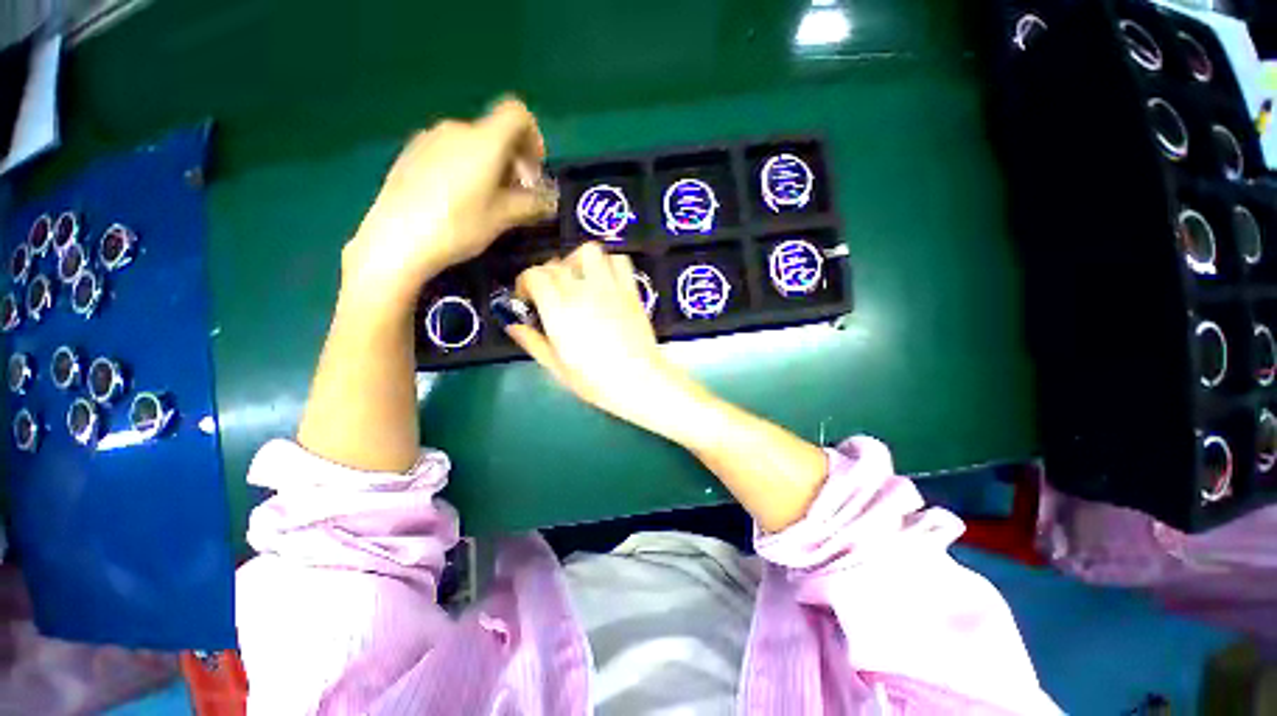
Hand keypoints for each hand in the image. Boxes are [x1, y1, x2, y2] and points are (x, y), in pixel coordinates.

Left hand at [342, 97, 555, 309]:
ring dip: (490, 165)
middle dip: (513, 160)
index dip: (533, 137)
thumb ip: (531, 204)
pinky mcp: (412, 152)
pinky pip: (449, 151)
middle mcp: (457, 129)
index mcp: (484, 140)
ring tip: (487, 200)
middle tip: (516, 195)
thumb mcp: (502, 218)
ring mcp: (429, 138)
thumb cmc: (458, 226)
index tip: (534, 171)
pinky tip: (458, 199)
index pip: (517, 114)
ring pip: (472, 143)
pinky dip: (465, 167)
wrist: (397, 239)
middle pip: (495, 132)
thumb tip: (550, 200)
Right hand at [508, 243, 701, 433]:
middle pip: (556, 263)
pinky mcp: (630, 290)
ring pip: (589, 251)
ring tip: (578, 279)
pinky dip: (608, 263)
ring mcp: (609, 287)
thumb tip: (513, 326)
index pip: (534, 275)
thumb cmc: (595, 380)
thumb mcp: (556, 367)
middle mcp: (582, 291)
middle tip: (551, 293)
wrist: (639, 380)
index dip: (525, 282)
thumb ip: (533, 342)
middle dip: (547, 275)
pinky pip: (619, 260)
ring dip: (577, 260)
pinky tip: (605, 280)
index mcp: (559, 310)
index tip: (527, 298)